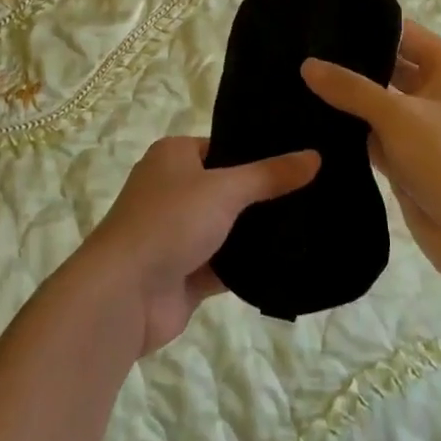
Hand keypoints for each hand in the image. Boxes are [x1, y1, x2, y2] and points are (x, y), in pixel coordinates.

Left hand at [75, 136, 319, 356]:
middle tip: (317, 192)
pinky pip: (226, 265)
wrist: (124, 294)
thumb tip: (315, 156)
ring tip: (313, 224)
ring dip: (258, 233)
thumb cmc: (169, 222)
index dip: (258, 151)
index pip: (223, 146)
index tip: (301, 156)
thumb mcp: (224, 189)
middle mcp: (173, 189)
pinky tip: (290, 262)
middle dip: (264, 195)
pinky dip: (249, 266)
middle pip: (228, 188)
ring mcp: (178, 233)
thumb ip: (269, 175)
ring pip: (229, 228)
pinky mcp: (186, 273)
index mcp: (174, 156)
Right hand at [302, 20, 440, 291]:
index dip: (362, 26)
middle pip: (385, 65)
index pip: (399, 32)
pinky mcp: (406, 155)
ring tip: (291, 81)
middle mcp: (435, 89)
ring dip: (344, 98)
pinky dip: (348, 129)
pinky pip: (371, 132)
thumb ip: (351, 88)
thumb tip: (307, 65)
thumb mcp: (399, 117)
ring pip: (374, 101)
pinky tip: (306, 119)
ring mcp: (420, 124)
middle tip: (296, 52)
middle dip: (347, 62)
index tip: (315, 22)